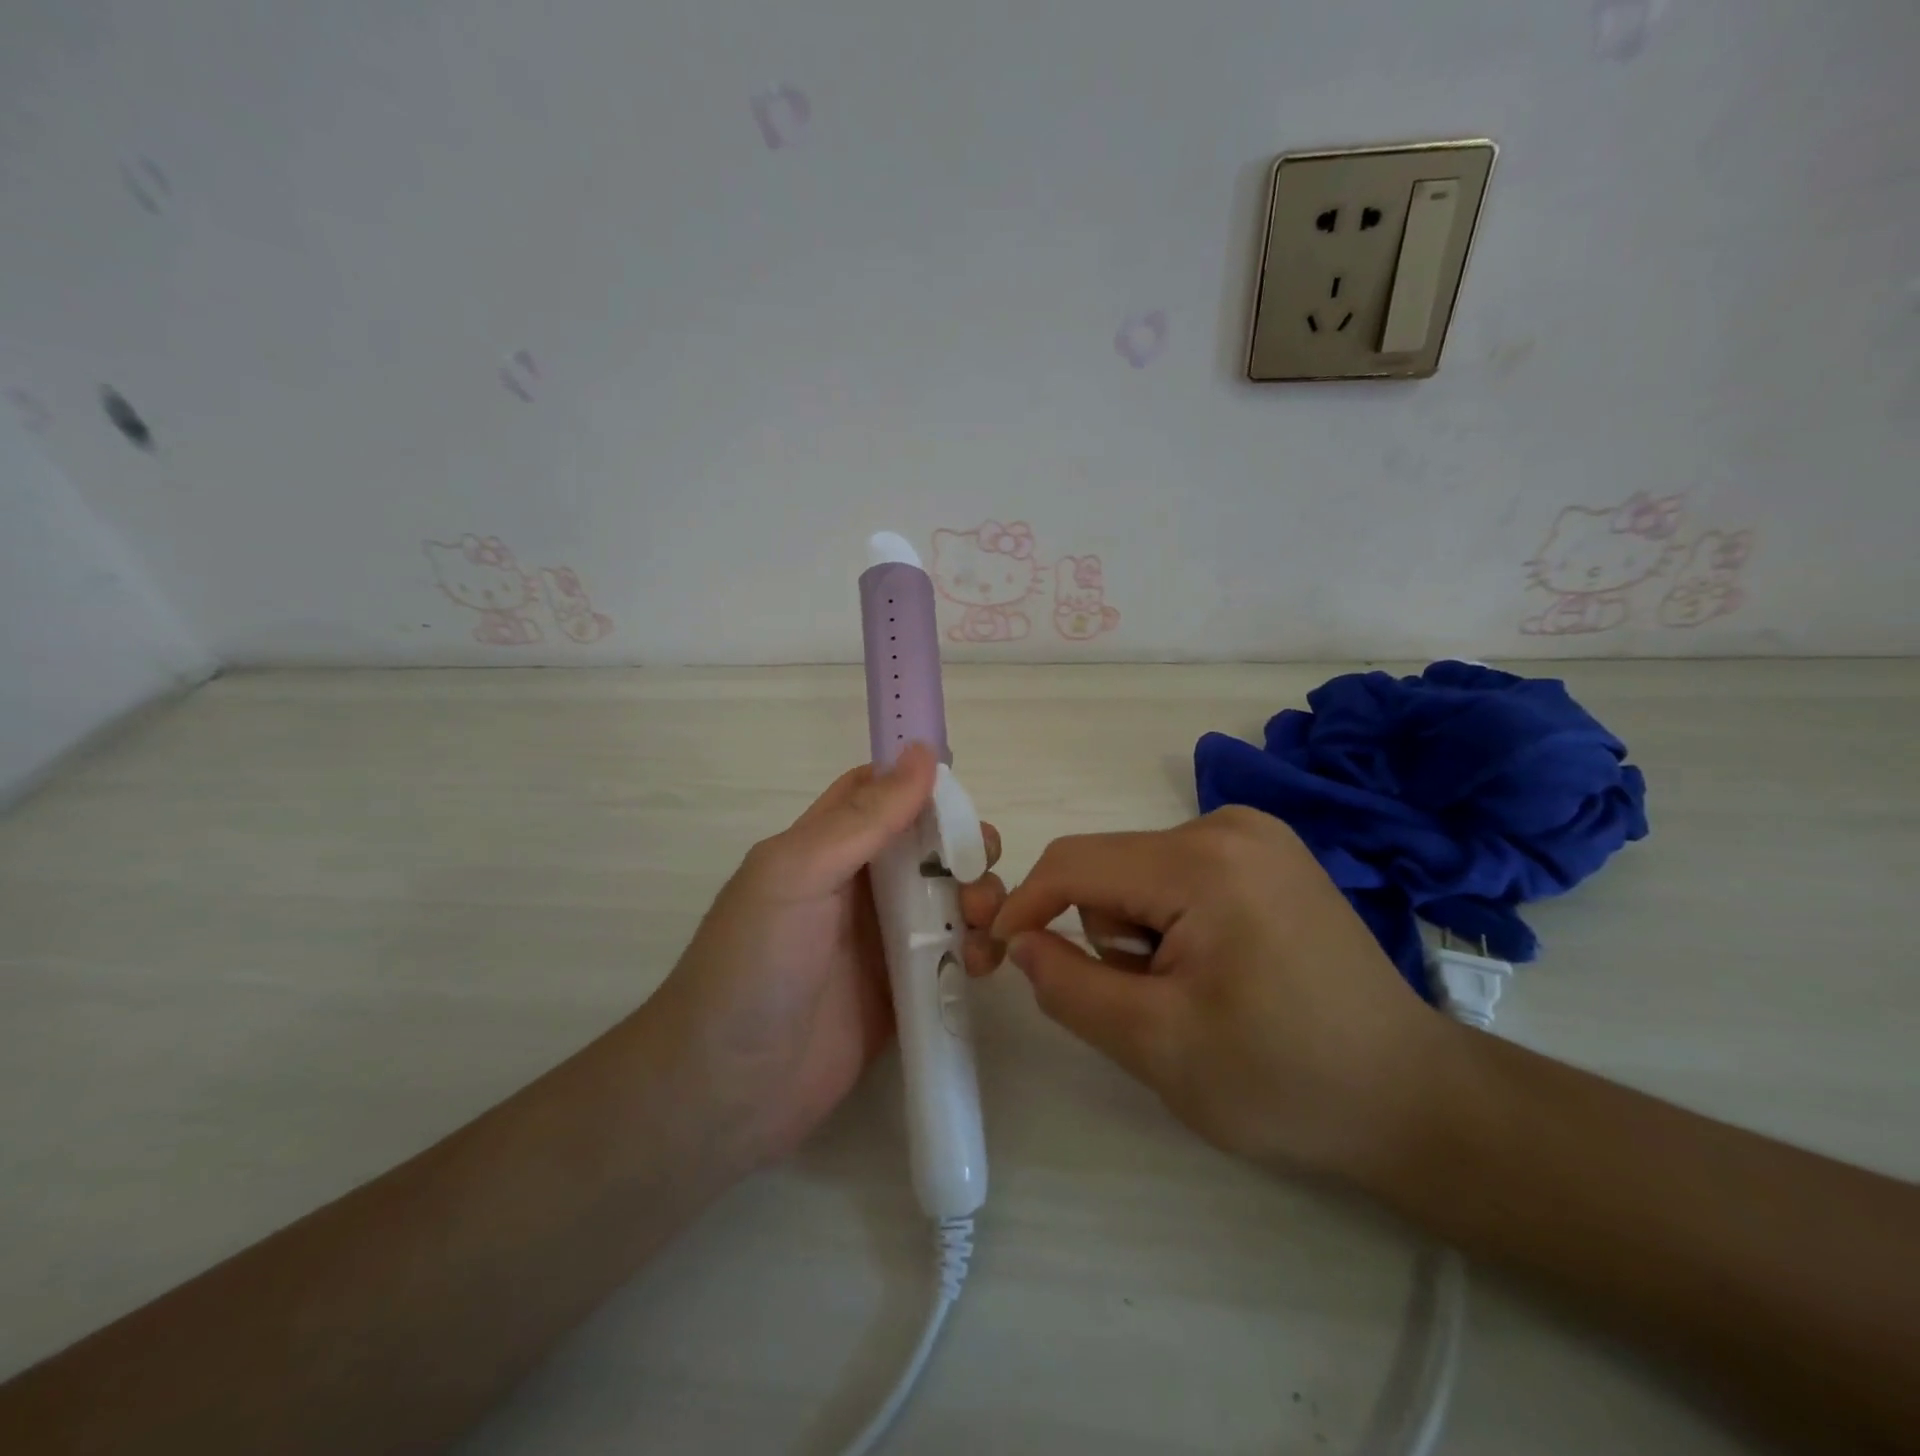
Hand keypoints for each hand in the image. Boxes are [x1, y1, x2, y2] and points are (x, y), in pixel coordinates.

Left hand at [653, 743, 1005, 1170]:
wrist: (727, 1091)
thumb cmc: (754, 966)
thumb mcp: (798, 874)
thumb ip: (863, 819)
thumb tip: (921, 752)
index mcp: (827, 846)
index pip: (879, 793)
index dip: (921, 781)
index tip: (964, 787)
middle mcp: (859, 885)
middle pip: (928, 844)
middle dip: (964, 844)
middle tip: (978, 865)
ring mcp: (885, 940)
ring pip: (950, 896)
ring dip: (978, 896)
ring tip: (980, 923)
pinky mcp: (907, 991)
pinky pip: (954, 955)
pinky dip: (976, 949)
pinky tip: (979, 964)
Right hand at [990, 806, 1452, 1178]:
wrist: (1414, 1101)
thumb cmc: (1284, 1080)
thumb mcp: (1156, 1045)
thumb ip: (1068, 987)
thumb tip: (1019, 941)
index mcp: (1203, 860)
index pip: (1075, 863)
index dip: (1023, 905)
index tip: (993, 953)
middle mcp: (1228, 825)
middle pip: (1111, 869)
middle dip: (1106, 937)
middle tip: (1152, 1005)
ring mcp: (1255, 836)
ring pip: (1140, 875)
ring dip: (1140, 935)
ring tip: (1196, 994)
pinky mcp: (1268, 857)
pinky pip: (1178, 878)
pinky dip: (1171, 924)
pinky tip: (1220, 971)